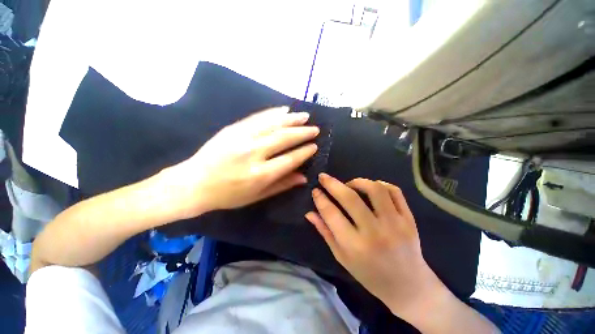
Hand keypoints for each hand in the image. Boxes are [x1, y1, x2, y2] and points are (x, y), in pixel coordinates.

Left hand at [165, 106, 318, 217]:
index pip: (290, 159)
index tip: (315, 146)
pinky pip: (257, 117)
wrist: (193, 183)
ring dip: (291, 119)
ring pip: (273, 124)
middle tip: (315, 129)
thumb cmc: (227, 195)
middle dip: (302, 133)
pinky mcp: (233, 128)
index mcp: (260, 174)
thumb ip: (282, 185)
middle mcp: (253, 153)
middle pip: (284, 138)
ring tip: (305, 115)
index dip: (304, 152)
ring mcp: (242, 137)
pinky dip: (273, 112)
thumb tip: (304, 177)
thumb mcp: (257, 196)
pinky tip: (284, 110)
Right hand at [305, 174, 446, 318]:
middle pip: (350, 198)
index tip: (315, 190)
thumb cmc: (369, 274)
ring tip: (349, 185)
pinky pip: (395, 191)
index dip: (320, 199)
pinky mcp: (409, 219)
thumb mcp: (342, 257)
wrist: (408, 286)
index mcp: (355, 246)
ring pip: (375, 189)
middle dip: (333, 184)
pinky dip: (381, 184)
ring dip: (357, 181)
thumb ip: (325, 232)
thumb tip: (309, 213)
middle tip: (324, 177)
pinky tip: (372, 187)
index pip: (332, 214)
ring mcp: (395, 224)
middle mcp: (374, 232)